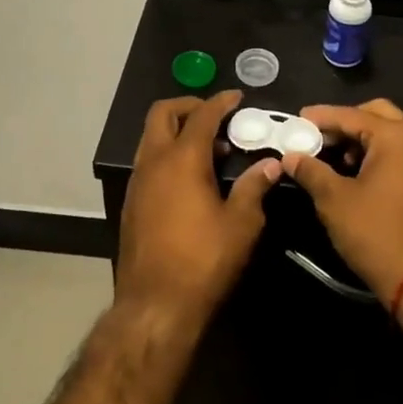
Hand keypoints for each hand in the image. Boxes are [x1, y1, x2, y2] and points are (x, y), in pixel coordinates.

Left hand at [117, 91, 280, 325]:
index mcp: (182, 159)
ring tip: (209, 149)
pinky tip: (190, 179)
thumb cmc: (204, 261)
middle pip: (163, 113)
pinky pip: (148, 161)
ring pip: (151, 137)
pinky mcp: (131, 203)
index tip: (237, 97)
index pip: (202, 114)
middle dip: (189, 106)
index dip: (221, 102)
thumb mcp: (242, 224)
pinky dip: (167, 154)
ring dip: (177, 131)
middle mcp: (153, 162)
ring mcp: (138, 182)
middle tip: (216, 117)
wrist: (155, 306)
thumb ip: (255, 187)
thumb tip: (271, 164)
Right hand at [281, 99, 402, 307]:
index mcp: (396, 137)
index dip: (322, 117)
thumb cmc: (376, 234)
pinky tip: (362, 172)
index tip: (298, 119)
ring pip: (394, 132)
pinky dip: (383, 152)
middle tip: (321, 135)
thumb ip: (311, 171)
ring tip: (339, 157)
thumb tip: (291, 156)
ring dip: (366, 137)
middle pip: (378, 114)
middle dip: (347, 121)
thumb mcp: (334, 201)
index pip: (352, 115)